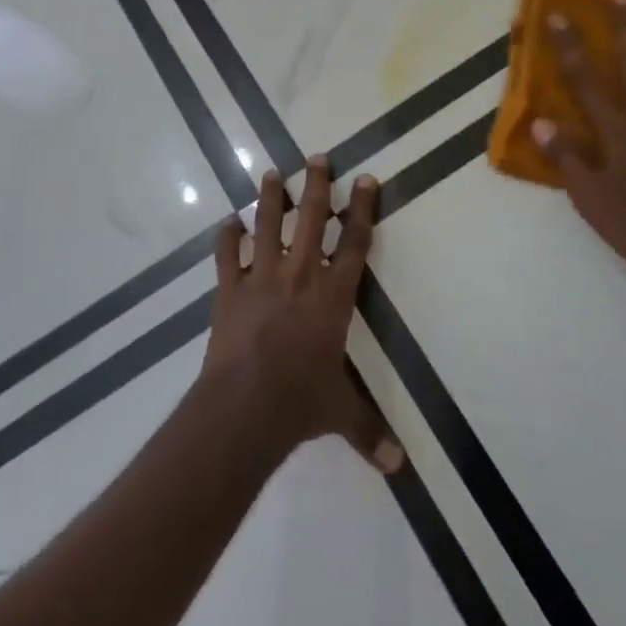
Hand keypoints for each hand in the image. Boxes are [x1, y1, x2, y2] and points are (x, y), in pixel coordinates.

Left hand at [201, 157, 403, 474]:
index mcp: (333, 296)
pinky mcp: (229, 289)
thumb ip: (369, 432)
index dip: (362, 208)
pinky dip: (226, 237)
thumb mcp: (341, 413)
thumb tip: (399, 468)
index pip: (354, 243)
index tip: (366, 179)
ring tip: (272, 172)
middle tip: (318, 157)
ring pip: (268, 225)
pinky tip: (227, 222)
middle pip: (312, 219)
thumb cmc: (301, 402)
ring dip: (271, 198)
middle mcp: (300, 276)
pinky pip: (227, 255)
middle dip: (317, 186)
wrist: (246, 405)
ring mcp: (261, 278)